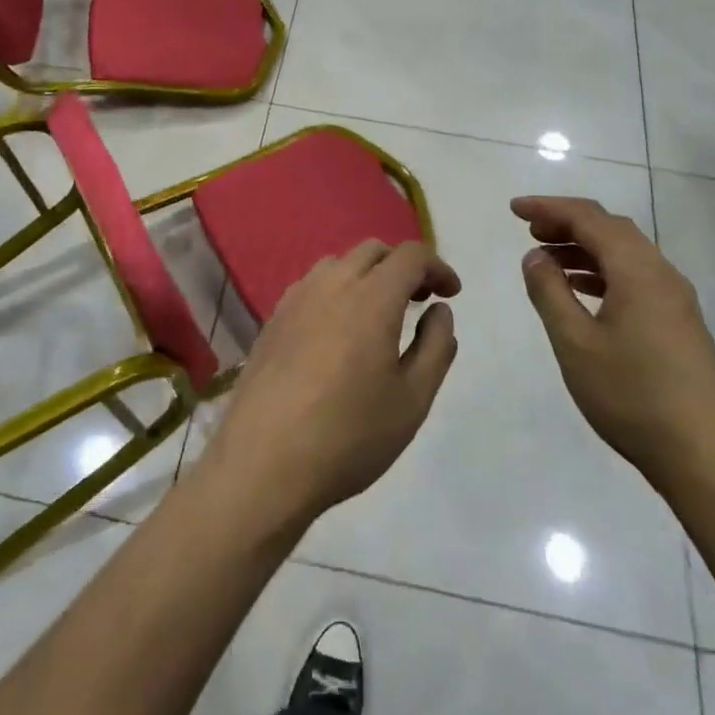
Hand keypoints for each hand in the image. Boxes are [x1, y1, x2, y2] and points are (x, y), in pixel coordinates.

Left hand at [198, 240, 460, 533]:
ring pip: (338, 263)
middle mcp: (332, 284)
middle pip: (373, 251)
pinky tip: (337, 331)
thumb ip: (436, 346)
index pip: (410, 256)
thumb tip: (439, 310)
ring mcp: (296, 299)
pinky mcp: (273, 319)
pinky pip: (312, 286)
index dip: (437, 266)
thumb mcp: (413, 400)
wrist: (263, 463)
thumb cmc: (349, 435)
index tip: (451, 293)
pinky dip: (336, 291)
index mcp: (372, 297)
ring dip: (367, 275)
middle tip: (419, 301)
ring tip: (379, 315)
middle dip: (402, 266)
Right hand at [512, 196, 714, 486]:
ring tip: (548, 259)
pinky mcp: (679, 322)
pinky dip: (603, 270)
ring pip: (626, 252)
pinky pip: (636, 276)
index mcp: (637, 271)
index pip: (589, 218)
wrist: (704, 456)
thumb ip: (550, 292)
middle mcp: (661, 273)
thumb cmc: (632, 395)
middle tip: (530, 231)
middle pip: (611, 228)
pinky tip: (583, 290)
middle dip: (568, 222)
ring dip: (585, 246)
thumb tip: (535, 256)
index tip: (515, 210)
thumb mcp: (575, 343)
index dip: (549, 207)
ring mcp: (675, 298)